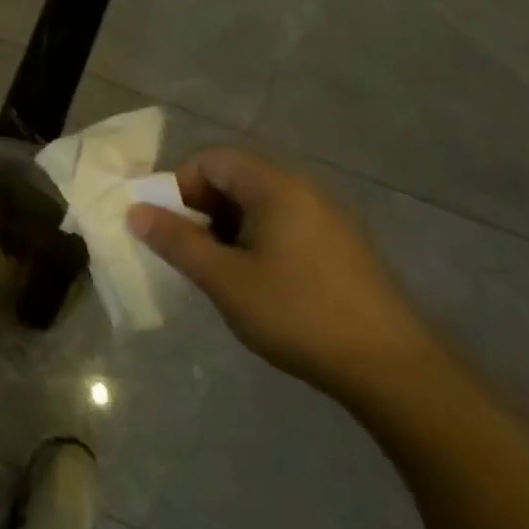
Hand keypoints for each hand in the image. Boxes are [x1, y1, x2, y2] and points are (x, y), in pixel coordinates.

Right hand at [128, 149, 437, 401]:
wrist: (393, 369)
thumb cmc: (298, 313)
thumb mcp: (224, 279)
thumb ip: (176, 241)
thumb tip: (135, 211)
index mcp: (275, 186)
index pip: (211, 158)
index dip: (179, 186)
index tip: (170, 228)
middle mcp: (303, 189)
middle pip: (234, 177)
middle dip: (201, 209)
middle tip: (190, 252)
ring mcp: (327, 217)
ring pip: (257, 203)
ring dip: (226, 227)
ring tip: (220, 272)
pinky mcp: (340, 246)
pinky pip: (282, 224)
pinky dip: (255, 240)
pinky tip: (257, 283)